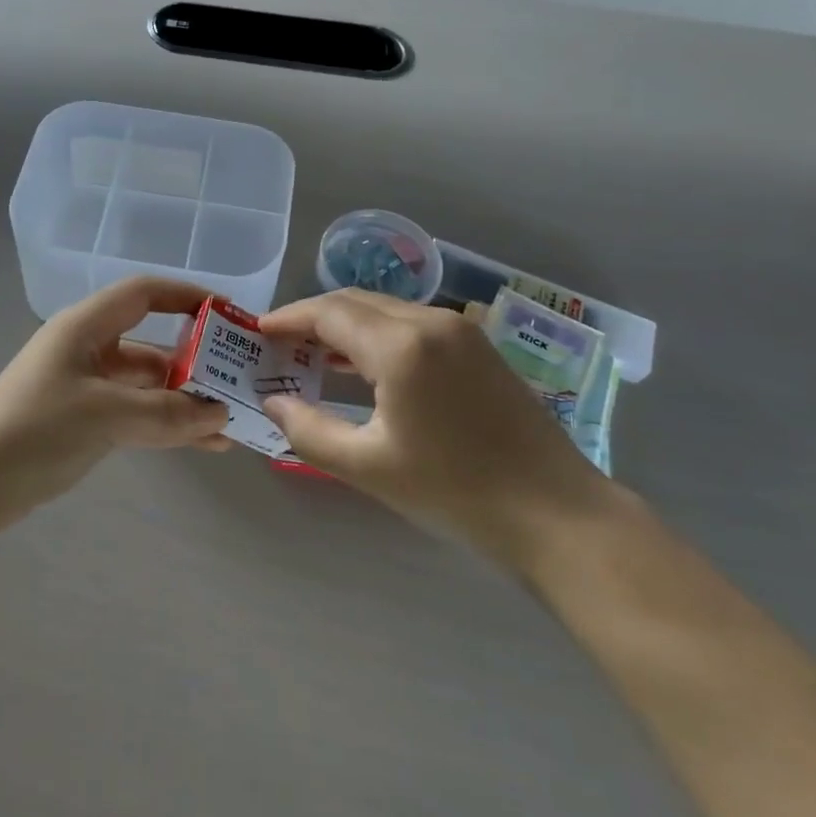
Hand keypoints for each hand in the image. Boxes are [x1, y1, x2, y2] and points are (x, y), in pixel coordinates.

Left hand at [0, 277, 229, 526]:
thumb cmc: (36, 429)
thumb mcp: (106, 415)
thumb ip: (166, 414)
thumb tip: (219, 414)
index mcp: (86, 327)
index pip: (145, 294)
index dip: (188, 297)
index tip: (229, 315)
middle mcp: (88, 349)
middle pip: (152, 344)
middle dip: (196, 361)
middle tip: (239, 380)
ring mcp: (86, 387)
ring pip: (147, 385)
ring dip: (185, 401)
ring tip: (230, 422)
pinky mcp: (83, 421)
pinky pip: (135, 413)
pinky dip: (165, 424)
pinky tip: (202, 443)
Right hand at [256, 290, 611, 569]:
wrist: (557, 514)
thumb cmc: (456, 491)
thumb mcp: (368, 467)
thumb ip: (309, 430)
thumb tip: (273, 402)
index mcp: (401, 344)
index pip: (329, 312)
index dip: (288, 318)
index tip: (258, 332)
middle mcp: (431, 321)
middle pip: (356, 302)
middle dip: (312, 318)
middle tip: (279, 345)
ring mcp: (460, 331)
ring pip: (385, 311)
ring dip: (345, 326)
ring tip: (311, 355)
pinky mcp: (478, 347)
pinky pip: (411, 325)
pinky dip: (376, 336)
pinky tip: (361, 367)